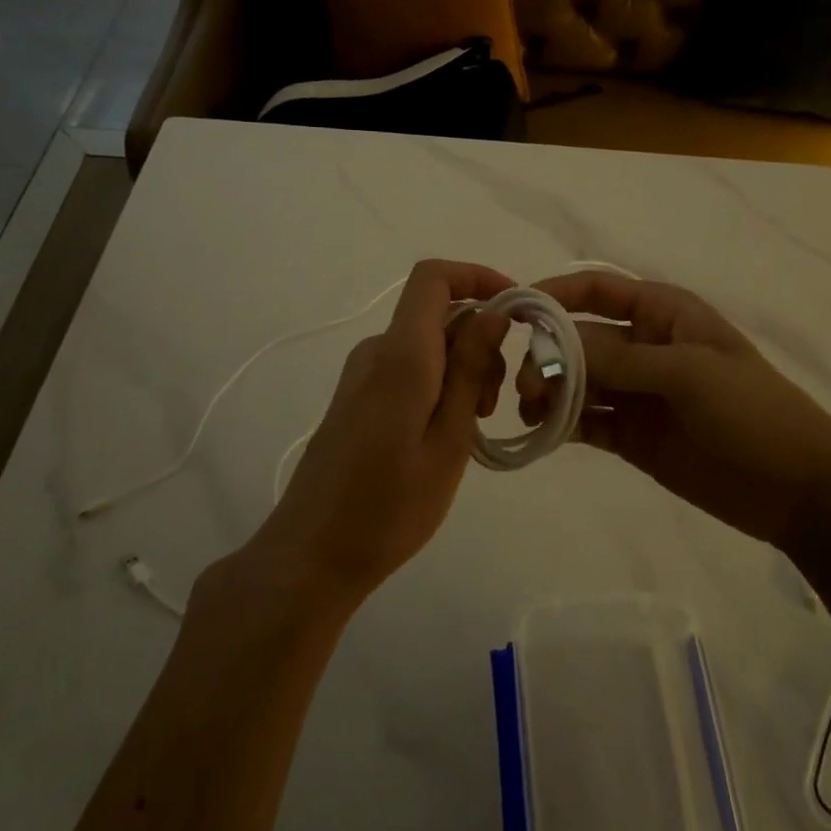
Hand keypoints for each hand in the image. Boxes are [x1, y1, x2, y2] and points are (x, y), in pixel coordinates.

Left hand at [229, 259, 513, 610]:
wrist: (313, 553)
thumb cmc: (390, 506)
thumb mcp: (449, 440)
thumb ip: (470, 369)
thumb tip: (493, 312)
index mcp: (401, 354)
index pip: (433, 278)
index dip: (478, 277)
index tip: (517, 313)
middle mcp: (376, 352)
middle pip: (438, 315)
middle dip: (480, 343)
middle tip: (495, 405)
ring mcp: (362, 375)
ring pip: (427, 346)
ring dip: (462, 371)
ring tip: (472, 429)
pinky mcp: (356, 399)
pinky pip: (408, 370)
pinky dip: (439, 387)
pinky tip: (446, 438)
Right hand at [518, 272, 830, 544]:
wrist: (798, 488)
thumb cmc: (752, 411)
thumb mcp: (689, 373)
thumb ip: (620, 361)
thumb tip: (553, 353)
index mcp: (663, 314)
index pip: (598, 289)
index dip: (555, 295)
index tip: (515, 314)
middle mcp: (643, 347)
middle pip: (579, 340)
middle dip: (548, 357)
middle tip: (526, 388)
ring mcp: (636, 393)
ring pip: (577, 382)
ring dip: (550, 392)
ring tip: (533, 413)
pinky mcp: (632, 436)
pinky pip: (587, 422)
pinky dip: (562, 425)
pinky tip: (544, 433)